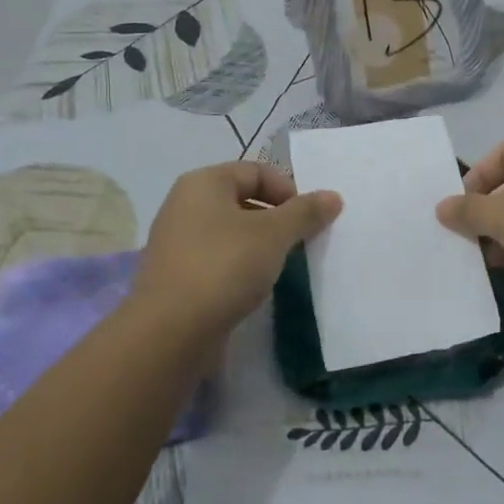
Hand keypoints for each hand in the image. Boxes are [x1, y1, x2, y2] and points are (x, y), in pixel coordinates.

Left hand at [131, 161, 340, 336]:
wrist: (169, 332)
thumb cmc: (223, 266)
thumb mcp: (274, 234)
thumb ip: (305, 212)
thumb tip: (333, 196)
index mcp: (203, 183)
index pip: (256, 171)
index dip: (289, 190)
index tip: (310, 220)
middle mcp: (185, 205)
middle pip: (243, 200)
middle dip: (277, 218)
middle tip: (301, 243)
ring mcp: (178, 242)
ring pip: (232, 232)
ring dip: (261, 244)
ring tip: (282, 266)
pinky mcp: (177, 275)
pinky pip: (219, 259)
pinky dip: (241, 266)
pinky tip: (254, 287)